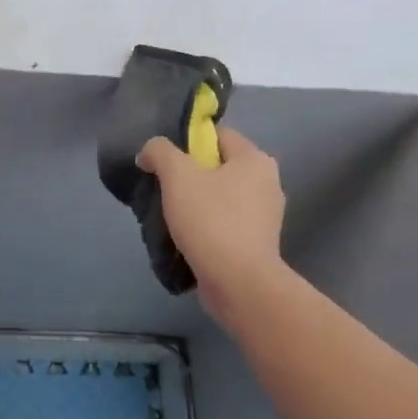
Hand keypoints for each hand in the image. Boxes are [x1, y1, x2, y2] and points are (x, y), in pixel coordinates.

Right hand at [137, 126, 286, 323]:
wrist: (238, 282)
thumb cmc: (210, 220)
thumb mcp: (177, 175)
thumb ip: (160, 152)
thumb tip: (150, 153)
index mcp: (255, 159)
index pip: (218, 136)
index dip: (188, 143)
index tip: (164, 163)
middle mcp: (268, 182)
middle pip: (219, 167)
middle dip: (190, 176)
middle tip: (164, 190)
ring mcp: (265, 216)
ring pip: (222, 197)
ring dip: (197, 204)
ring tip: (171, 218)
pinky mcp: (258, 243)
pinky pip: (226, 223)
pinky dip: (207, 227)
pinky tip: (187, 238)